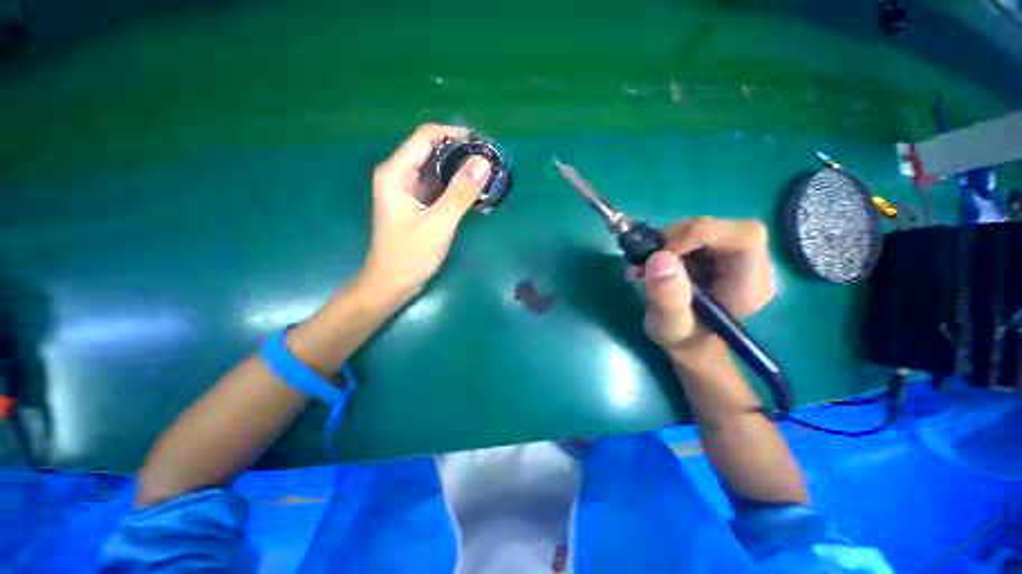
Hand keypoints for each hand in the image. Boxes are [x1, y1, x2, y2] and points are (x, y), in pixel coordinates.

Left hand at [360, 124, 490, 300]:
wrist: (391, 284)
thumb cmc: (409, 256)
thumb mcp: (438, 224)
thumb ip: (460, 193)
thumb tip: (484, 162)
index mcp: (396, 173)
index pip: (426, 137)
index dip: (454, 134)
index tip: (483, 143)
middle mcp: (399, 175)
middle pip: (431, 150)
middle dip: (460, 152)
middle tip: (490, 161)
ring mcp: (407, 190)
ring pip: (436, 169)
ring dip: (460, 170)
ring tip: (486, 174)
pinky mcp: (416, 204)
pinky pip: (437, 187)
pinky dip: (455, 186)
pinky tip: (473, 192)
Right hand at [637, 218, 774, 361]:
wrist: (689, 342)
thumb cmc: (683, 340)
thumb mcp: (669, 326)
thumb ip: (667, 298)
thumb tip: (659, 258)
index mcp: (750, 284)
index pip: (745, 237)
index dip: (701, 234)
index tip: (662, 253)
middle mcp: (751, 265)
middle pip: (720, 228)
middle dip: (676, 238)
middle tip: (646, 260)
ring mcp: (733, 257)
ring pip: (702, 228)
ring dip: (666, 242)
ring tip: (643, 267)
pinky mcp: (716, 254)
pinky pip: (692, 236)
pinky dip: (665, 245)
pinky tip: (650, 265)